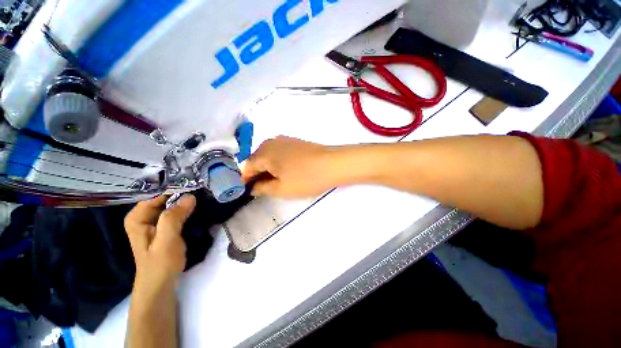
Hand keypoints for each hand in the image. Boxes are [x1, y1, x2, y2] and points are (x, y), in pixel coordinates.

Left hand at [124, 195, 195, 284]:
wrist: (161, 283)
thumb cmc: (160, 263)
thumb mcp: (166, 240)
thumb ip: (174, 217)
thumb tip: (190, 196)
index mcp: (138, 217)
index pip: (156, 193)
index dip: (174, 186)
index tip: (194, 182)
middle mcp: (144, 216)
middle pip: (164, 197)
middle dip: (182, 191)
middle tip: (201, 186)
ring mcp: (155, 221)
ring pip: (171, 203)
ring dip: (185, 199)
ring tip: (202, 192)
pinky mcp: (165, 226)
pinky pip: (176, 211)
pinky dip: (186, 207)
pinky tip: (197, 205)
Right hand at [242, 136, 336, 197]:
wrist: (332, 164)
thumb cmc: (305, 178)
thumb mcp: (281, 189)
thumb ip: (262, 188)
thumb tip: (253, 187)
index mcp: (263, 153)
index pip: (247, 167)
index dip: (246, 180)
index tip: (249, 191)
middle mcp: (270, 142)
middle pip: (257, 159)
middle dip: (257, 174)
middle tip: (262, 188)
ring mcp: (284, 140)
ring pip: (269, 155)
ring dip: (268, 168)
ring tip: (275, 181)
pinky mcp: (295, 142)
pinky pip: (279, 152)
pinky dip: (278, 162)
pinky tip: (286, 171)